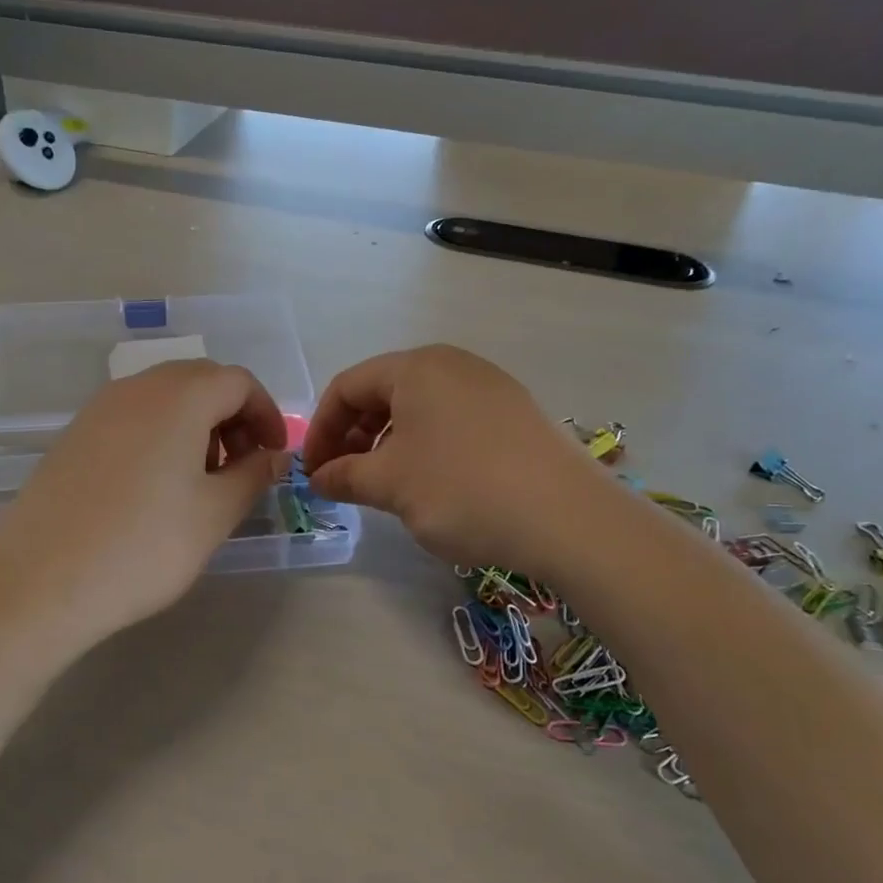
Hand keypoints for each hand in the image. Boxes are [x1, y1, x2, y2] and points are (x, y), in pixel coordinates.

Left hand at [0, 360, 288, 647]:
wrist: (40, 582)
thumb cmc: (143, 546)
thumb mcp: (214, 514)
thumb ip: (253, 475)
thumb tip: (275, 456)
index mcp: (179, 396)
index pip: (238, 381)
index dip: (266, 414)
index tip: (274, 457)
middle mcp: (137, 388)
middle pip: (200, 381)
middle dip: (232, 417)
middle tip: (241, 467)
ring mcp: (98, 410)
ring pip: (163, 398)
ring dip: (195, 426)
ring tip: (199, 481)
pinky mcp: (73, 436)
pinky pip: (131, 418)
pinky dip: (159, 436)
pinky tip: (155, 488)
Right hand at [303, 345, 595, 572]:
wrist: (568, 518)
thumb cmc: (462, 489)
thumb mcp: (390, 484)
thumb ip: (344, 476)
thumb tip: (318, 478)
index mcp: (416, 367)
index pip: (347, 386)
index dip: (321, 429)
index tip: (313, 472)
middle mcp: (453, 364)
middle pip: (383, 393)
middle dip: (354, 436)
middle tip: (344, 480)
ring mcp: (489, 387)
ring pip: (418, 409)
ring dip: (388, 444)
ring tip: (385, 486)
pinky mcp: (515, 415)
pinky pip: (451, 421)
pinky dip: (425, 447)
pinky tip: (431, 484)